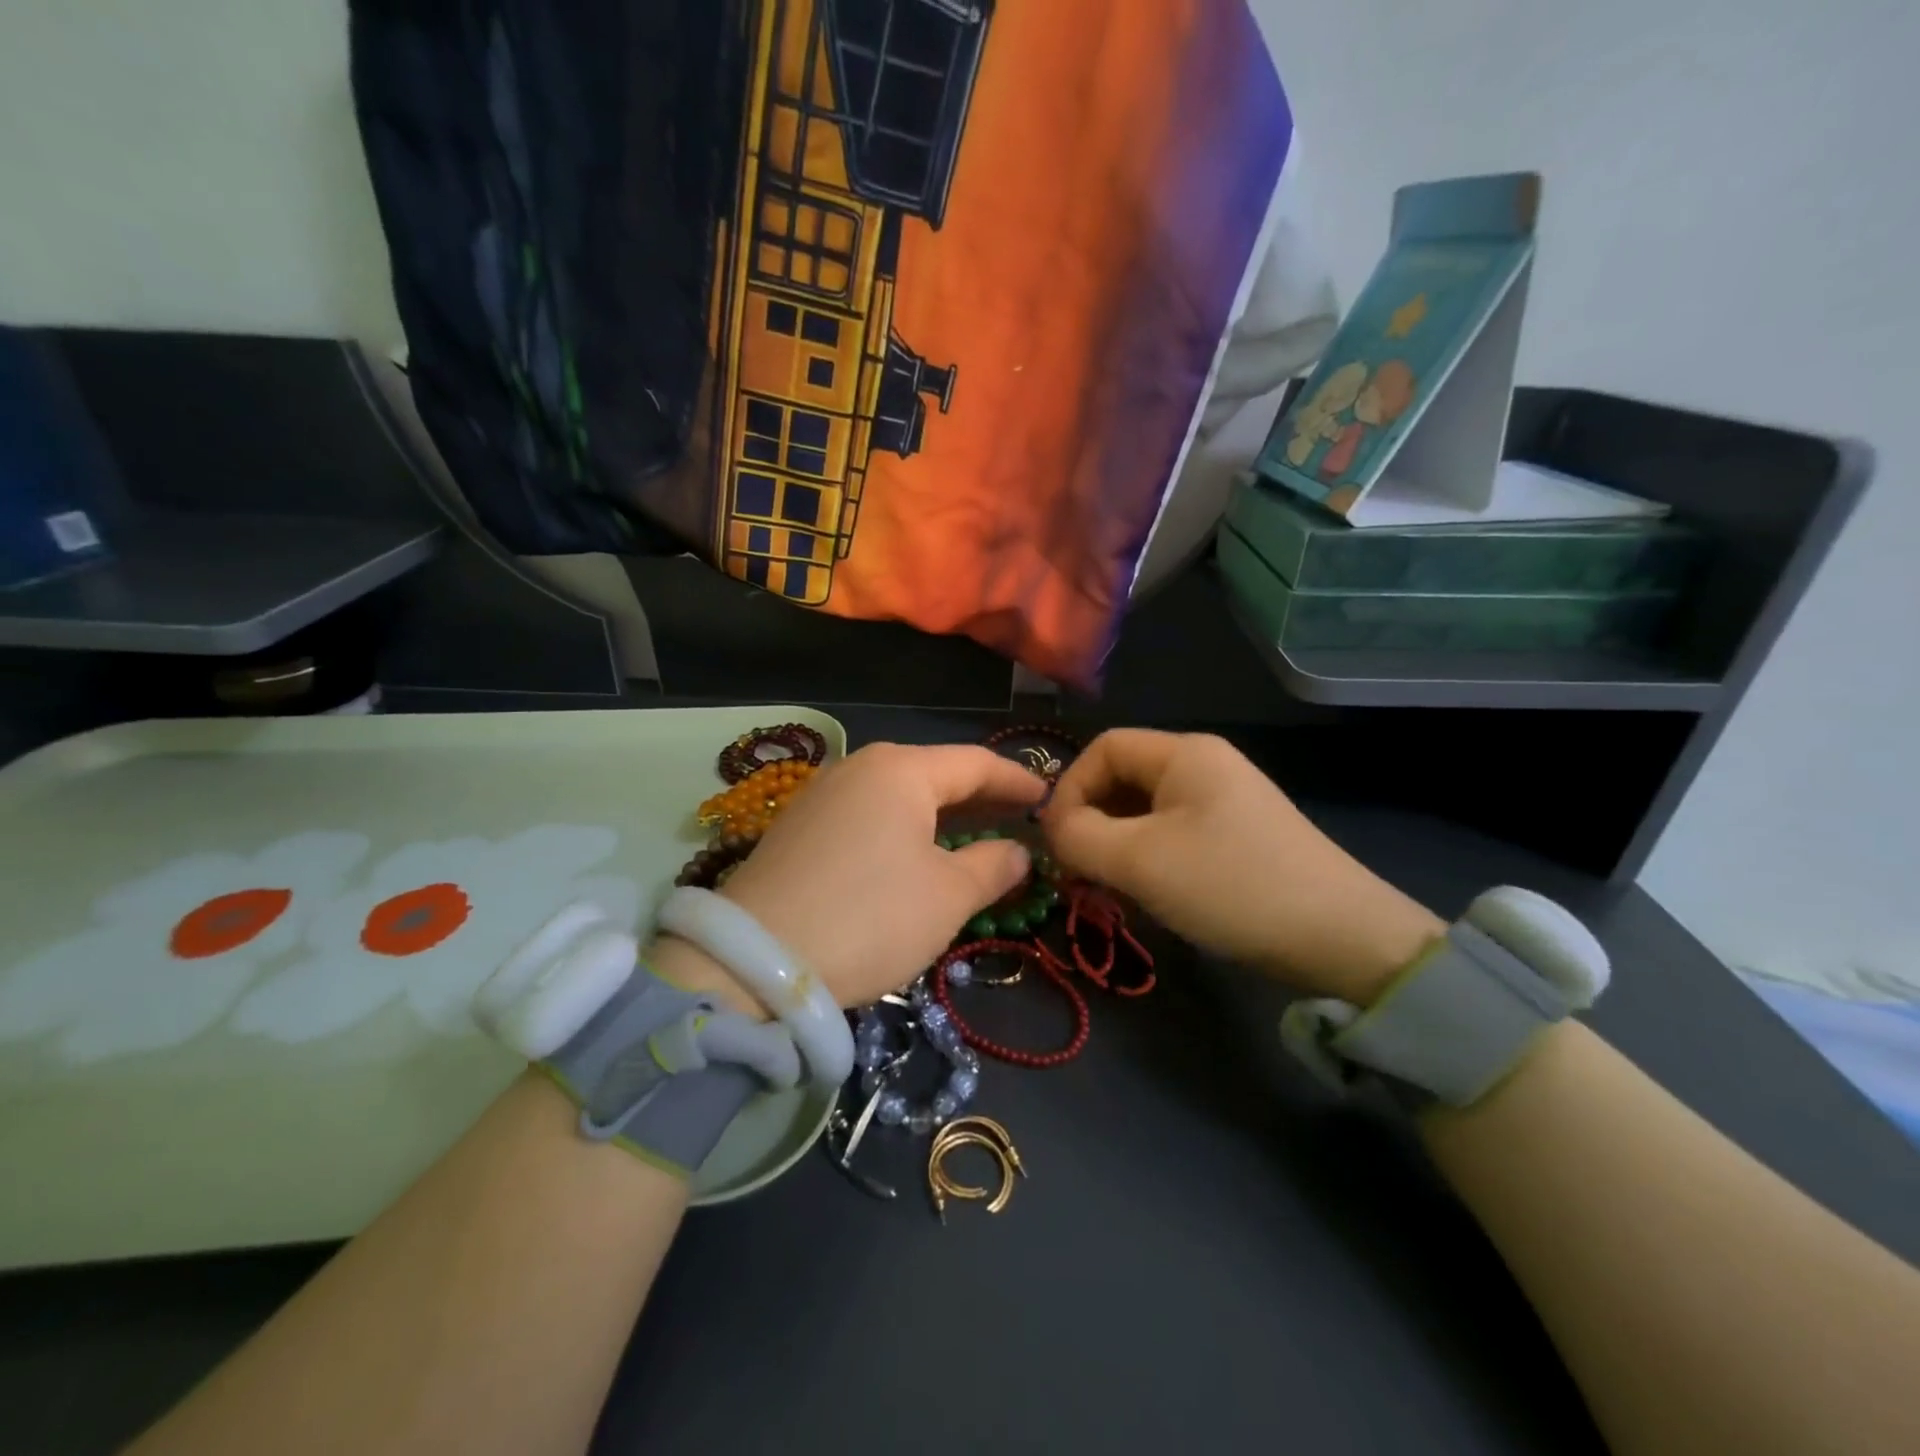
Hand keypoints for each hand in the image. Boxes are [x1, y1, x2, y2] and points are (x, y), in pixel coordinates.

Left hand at [657, 743, 1045, 1010]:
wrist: (751, 961)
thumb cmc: (870, 918)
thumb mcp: (947, 897)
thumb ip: (992, 866)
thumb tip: (1017, 852)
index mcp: (901, 770)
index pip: (975, 763)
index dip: (1016, 780)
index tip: (1047, 797)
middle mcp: (859, 768)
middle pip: (934, 774)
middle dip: (980, 797)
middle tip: (1018, 818)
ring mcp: (823, 795)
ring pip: (899, 796)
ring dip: (940, 815)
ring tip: (974, 835)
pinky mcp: (799, 829)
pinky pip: (868, 816)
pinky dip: (903, 829)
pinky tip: (915, 854)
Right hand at [1042, 730, 1441, 1004]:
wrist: (1341, 939)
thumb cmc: (1230, 885)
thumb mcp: (1139, 861)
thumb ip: (1078, 837)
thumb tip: (1053, 829)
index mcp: (1184, 753)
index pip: (1103, 749)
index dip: (1069, 788)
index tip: (1057, 841)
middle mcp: (1205, 766)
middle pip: (1122, 779)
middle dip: (1090, 822)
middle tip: (1077, 872)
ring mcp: (1225, 802)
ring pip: (1144, 812)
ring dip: (1116, 846)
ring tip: (1108, 889)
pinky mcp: (1238, 837)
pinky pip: (1172, 835)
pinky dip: (1147, 859)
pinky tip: (1147, 896)